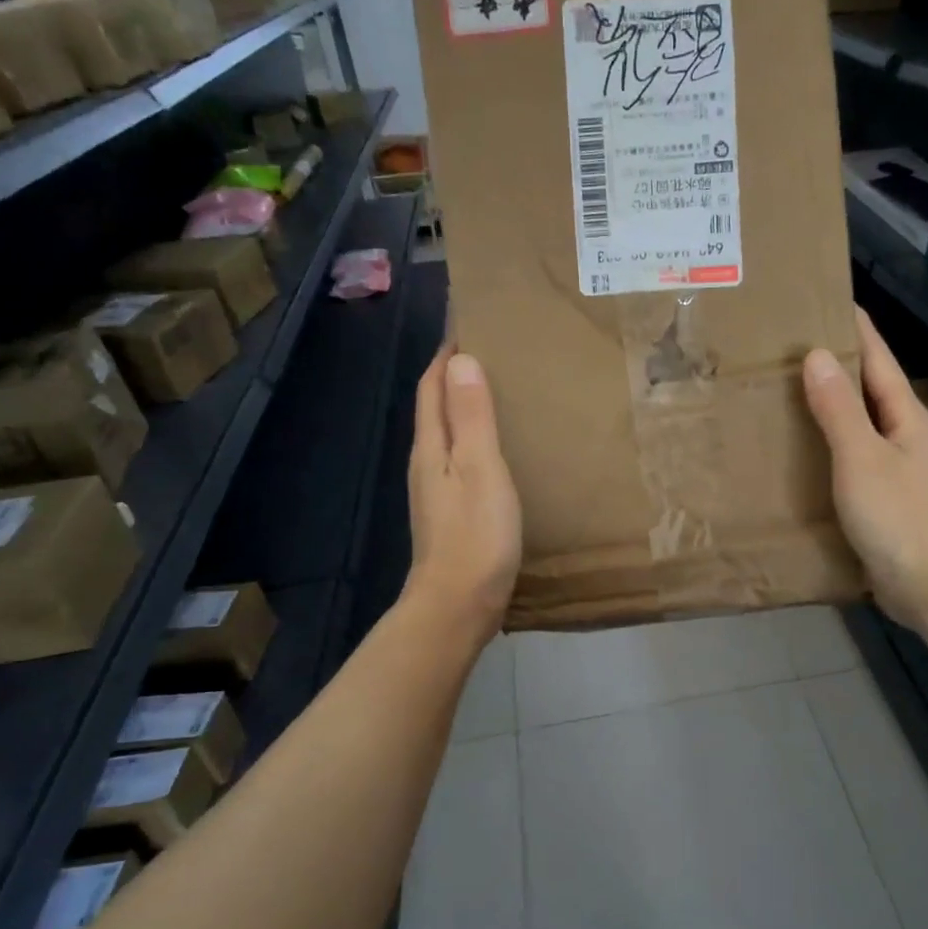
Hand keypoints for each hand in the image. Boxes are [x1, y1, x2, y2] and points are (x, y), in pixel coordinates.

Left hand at [406, 349, 521, 646]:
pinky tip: (498, 450)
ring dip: (466, 409)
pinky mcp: (452, 515)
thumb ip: (472, 416)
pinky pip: (461, 462)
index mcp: (431, 447)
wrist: (458, 605)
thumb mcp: (480, 468)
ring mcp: (437, 492)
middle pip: (436, 408)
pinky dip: (476, 442)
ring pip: (448, 436)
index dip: (446, 354)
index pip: (432, 386)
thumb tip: (460, 360)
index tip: (467, 323)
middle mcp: (427, 464)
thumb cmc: (475, 535)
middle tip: (492, 352)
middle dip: (455, 376)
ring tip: (500, 393)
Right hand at [802, 310, 927, 634]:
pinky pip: (852, 460)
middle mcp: (905, 436)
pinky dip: (828, 447)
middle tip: (787, 348)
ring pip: (858, 426)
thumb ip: (839, 409)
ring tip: (785, 394)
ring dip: (828, 408)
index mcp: (905, 417)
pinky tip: (802, 453)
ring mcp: (897, 470)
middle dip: (834, 366)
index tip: (825, 301)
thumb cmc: (899, 518)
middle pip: (868, 389)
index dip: (854, 329)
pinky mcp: (885, 500)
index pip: (877, 358)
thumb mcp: (862, 458)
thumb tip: (817, 355)